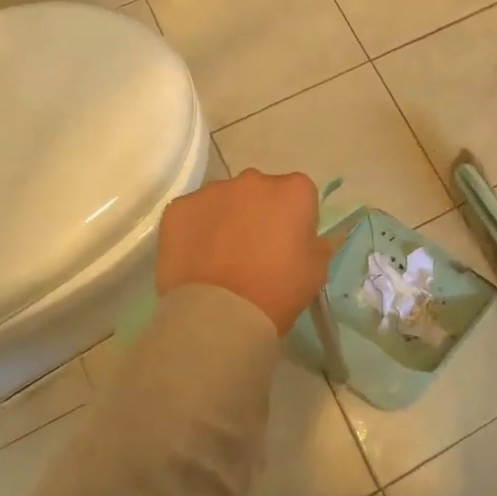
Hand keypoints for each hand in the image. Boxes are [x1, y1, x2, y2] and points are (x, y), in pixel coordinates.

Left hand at [156, 169, 330, 332]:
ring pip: (224, 200)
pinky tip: (196, 258)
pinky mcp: (179, 207)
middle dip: (258, 213)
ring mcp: (213, 191)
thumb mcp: (316, 271)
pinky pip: (192, 214)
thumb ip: (317, 245)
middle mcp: (254, 180)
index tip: (287, 245)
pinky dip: (194, 230)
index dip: (293, 219)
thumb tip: (311, 239)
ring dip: (226, 219)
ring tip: (220, 258)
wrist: (219, 315)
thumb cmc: (278, 291)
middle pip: (260, 192)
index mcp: (294, 191)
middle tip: (253, 250)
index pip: (299, 195)